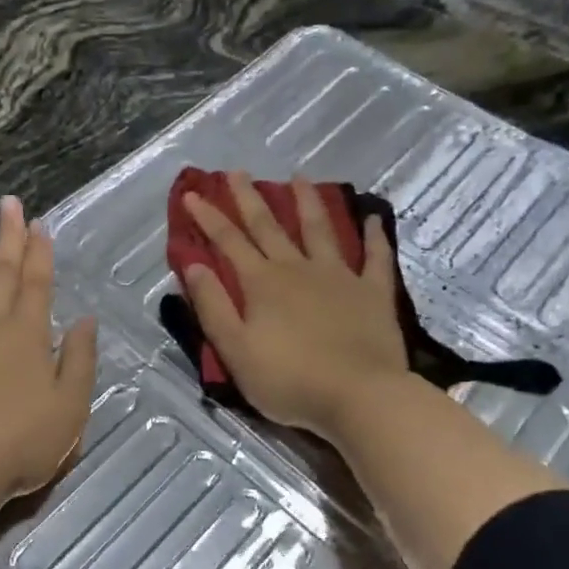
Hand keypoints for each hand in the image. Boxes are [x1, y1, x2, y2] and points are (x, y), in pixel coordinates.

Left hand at [0, 197, 98, 520]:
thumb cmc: (18, 444)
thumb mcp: (70, 408)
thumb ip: (79, 360)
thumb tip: (86, 320)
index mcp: (28, 335)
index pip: (37, 283)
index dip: (39, 252)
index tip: (39, 223)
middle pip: (2, 271)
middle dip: (8, 235)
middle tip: (8, 202)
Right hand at [181, 173, 409, 444]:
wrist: (360, 396)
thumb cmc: (289, 379)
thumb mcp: (235, 350)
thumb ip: (212, 306)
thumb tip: (192, 265)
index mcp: (262, 283)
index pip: (228, 242)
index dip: (208, 217)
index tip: (193, 193)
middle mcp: (298, 269)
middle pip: (269, 226)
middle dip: (249, 198)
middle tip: (236, 172)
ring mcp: (339, 276)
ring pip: (319, 230)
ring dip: (307, 202)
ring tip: (299, 177)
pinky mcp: (373, 293)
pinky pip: (375, 257)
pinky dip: (374, 236)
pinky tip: (373, 218)